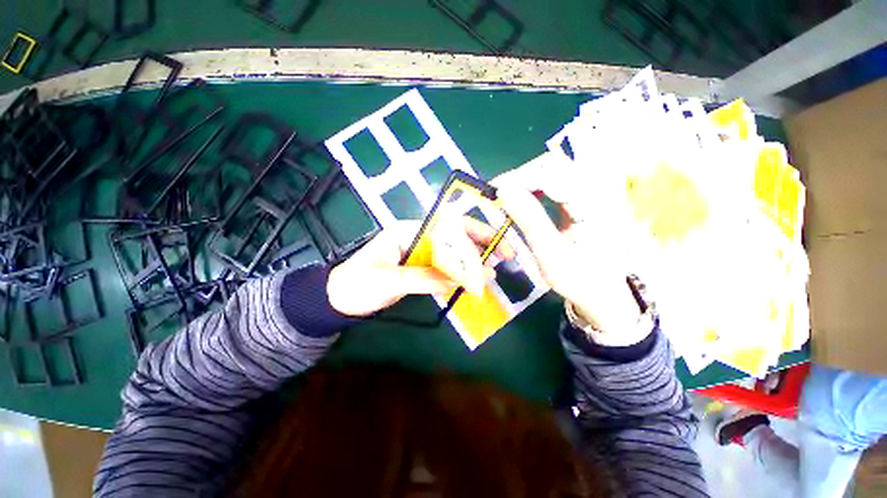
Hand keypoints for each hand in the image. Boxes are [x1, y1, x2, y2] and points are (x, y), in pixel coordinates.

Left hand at [327, 219, 513, 316]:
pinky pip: (445, 269)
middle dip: (480, 245)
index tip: (494, 244)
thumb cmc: (357, 284)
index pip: (447, 226)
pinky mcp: (420, 270)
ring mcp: (420, 256)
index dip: (473, 233)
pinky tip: (474, 280)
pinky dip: (460, 275)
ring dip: (474, 261)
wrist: (339, 300)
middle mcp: (418, 240)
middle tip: (505, 256)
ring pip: (452, 255)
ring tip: (493, 271)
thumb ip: (423, 278)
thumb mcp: (387, 280)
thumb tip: (458, 280)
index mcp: (408, 232)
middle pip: (454, 238)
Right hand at [493, 158, 642, 336]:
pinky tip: (525, 200)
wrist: (603, 290)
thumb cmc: (578, 278)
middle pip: (554, 165)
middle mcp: (598, 190)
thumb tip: (503, 190)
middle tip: (501, 195)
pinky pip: (556, 181)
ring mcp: (593, 191)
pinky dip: (535, 187)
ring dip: (527, 180)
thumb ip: (528, 219)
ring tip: (510, 198)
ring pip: (553, 170)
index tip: (495, 191)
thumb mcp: (550, 253)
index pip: (552, 174)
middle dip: (522, 177)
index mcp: (594, 205)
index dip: (520, 178)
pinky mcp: (585, 196)